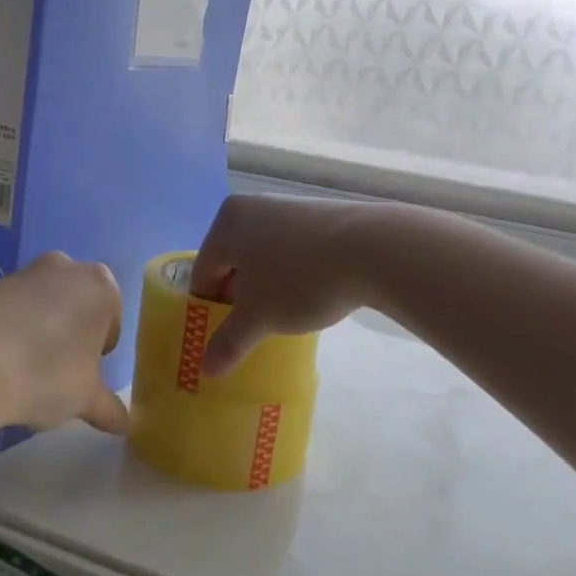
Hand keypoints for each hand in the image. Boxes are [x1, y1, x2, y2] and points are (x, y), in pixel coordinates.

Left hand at [0, 251, 128, 434]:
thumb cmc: (47, 374)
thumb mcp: (85, 399)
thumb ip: (108, 407)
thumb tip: (125, 424)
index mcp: (100, 287)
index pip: (112, 319)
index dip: (101, 351)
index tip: (86, 375)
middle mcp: (65, 267)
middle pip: (77, 304)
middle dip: (72, 334)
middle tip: (59, 372)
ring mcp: (23, 273)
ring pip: (43, 304)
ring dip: (41, 331)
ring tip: (25, 371)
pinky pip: (10, 310)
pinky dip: (10, 330)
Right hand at [190, 194, 378, 375]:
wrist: (373, 249)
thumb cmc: (299, 279)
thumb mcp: (259, 318)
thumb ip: (229, 342)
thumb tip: (206, 369)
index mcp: (227, 222)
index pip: (203, 272)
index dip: (207, 309)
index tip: (222, 338)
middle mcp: (252, 206)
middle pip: (232, 261)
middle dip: (238, 297)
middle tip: (251, 329)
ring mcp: (288, 206)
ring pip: (263, 255)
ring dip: (266, 286)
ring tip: (282, 316)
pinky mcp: (320, 214)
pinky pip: (292, 248)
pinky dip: (292, 272)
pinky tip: (310, 295)